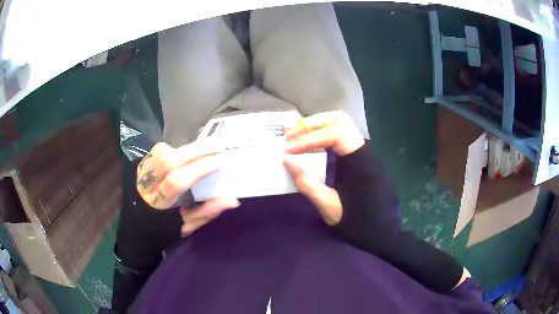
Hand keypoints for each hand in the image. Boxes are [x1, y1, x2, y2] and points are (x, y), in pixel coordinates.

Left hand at [137, 142, 239, 235]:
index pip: (178, 181)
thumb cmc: (164, 230)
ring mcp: (141, 173)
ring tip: (203, 149)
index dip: (200, 168)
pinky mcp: (141, 166)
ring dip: (184, 149)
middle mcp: (147, 185)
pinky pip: (158, 152)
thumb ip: (206, 212)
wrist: (137, 227)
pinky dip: (175, 150)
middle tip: (217, 146)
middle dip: (195, 150)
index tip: (221, 160)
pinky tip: (186, 154)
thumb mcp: (187, 227)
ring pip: (161, 152)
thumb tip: (232, 200)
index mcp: (159, 204)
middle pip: (168, 160)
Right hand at [283, 111, 364, 224]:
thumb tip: (287, 160)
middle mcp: (362, 148)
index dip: (310, 138)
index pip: (335, 134)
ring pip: (339, 123)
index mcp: (360, 161)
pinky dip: (321, 132)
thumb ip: (308, 183)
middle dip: (311, 124)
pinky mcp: (356, 154)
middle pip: (338, 120)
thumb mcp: (329, 206)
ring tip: (295, 135)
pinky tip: (307, 140)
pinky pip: (338, 133)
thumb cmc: (356, 220)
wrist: (378, 228)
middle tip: (290, 136)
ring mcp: (360, 149)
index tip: (289, 149)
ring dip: (315, 125)